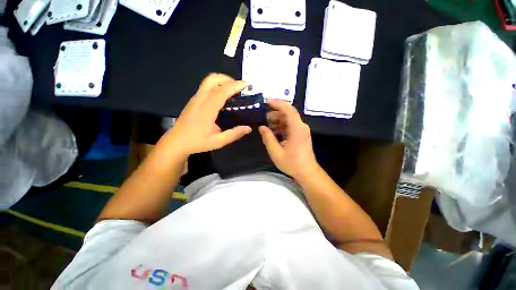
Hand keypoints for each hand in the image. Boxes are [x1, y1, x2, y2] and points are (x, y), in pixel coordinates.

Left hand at [164, 73, 251, 156]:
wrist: (177, 142)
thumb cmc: (197, 142)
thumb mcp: (218, 142)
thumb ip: (234, 134)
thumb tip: (248, 128)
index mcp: (207, 110)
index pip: (221, 91)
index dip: (234, 85)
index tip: (246, 84)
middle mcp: (200, 100)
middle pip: (212, 79)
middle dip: (228, 79)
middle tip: (239, 87)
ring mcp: (195, 98)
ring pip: (208, 81)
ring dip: (222, 81)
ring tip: (232, 90)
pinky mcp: (194, 100)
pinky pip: (206, 87)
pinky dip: (217, 86)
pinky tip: (223, 97)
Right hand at [259, 99, 319, 179]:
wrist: (307, 172)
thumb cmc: (292, 163)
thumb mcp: (276, 152)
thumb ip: (268, 138)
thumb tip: (262, 127)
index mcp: (297, 129)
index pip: (288, 109)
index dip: (277, 103)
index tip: (266, 101)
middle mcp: (301, 126)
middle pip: (288, 113)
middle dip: (275, 112)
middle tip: (263, 116)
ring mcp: (301, 130)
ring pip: (288, 119)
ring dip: (277, 120)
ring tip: (266, 124)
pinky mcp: (300, 134)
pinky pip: (290, 126)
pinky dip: (281, 126)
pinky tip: (273, 131)